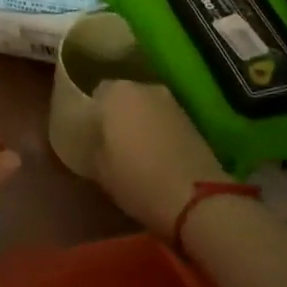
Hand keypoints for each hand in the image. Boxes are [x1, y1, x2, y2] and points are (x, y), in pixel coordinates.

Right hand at [92, 81, 224, 237]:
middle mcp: (144, 88)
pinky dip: (160, 133)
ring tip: (135, 151)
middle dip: (118, 115)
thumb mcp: (98, 168)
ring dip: (141, 123)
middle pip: (124, 98)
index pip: (96, 94)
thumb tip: (97, 142)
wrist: (195, 198)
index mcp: (116, 92)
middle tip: (111, 142)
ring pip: (147, 108)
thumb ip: (94, 146)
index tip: (90, 134)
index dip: (92, 114)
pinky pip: (165, 122)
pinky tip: (158, 156)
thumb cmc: (136, 178)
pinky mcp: (193, 121)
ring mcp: (172, 103)